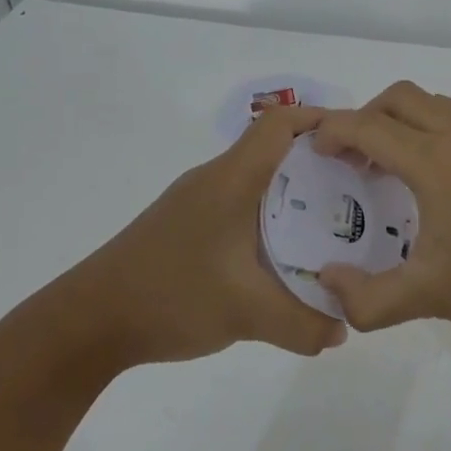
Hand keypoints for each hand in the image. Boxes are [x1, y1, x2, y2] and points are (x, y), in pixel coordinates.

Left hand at [52, 107, 348, 367]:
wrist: (88, 322)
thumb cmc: (169, 296)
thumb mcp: (246, 313)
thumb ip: (303, 324)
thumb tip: (344, 329)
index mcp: (232, 179)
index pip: (281, 123)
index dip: (323, 121)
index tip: (362, 145)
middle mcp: (216, 179)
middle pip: (276, 148)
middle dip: (322, 162)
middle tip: (361, 189)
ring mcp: (198, 202)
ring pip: (260, 179)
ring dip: (297, 192)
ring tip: (335, 223)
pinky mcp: (188, 225)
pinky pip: (243, 205)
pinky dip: (272, 216)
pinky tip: (285, 254)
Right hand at [311, 82, 450, 344]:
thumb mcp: (427, 298)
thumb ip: (366, 299)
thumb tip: (326, 283)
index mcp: (434, 162)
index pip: (368, 126)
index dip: (334, 131)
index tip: (318, 152)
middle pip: (399, 98)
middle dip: (366, 117)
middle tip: (354, 158)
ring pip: (437, 100)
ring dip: (405, 118)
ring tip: (397, 159)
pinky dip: (449, 117)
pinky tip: (450, 149)